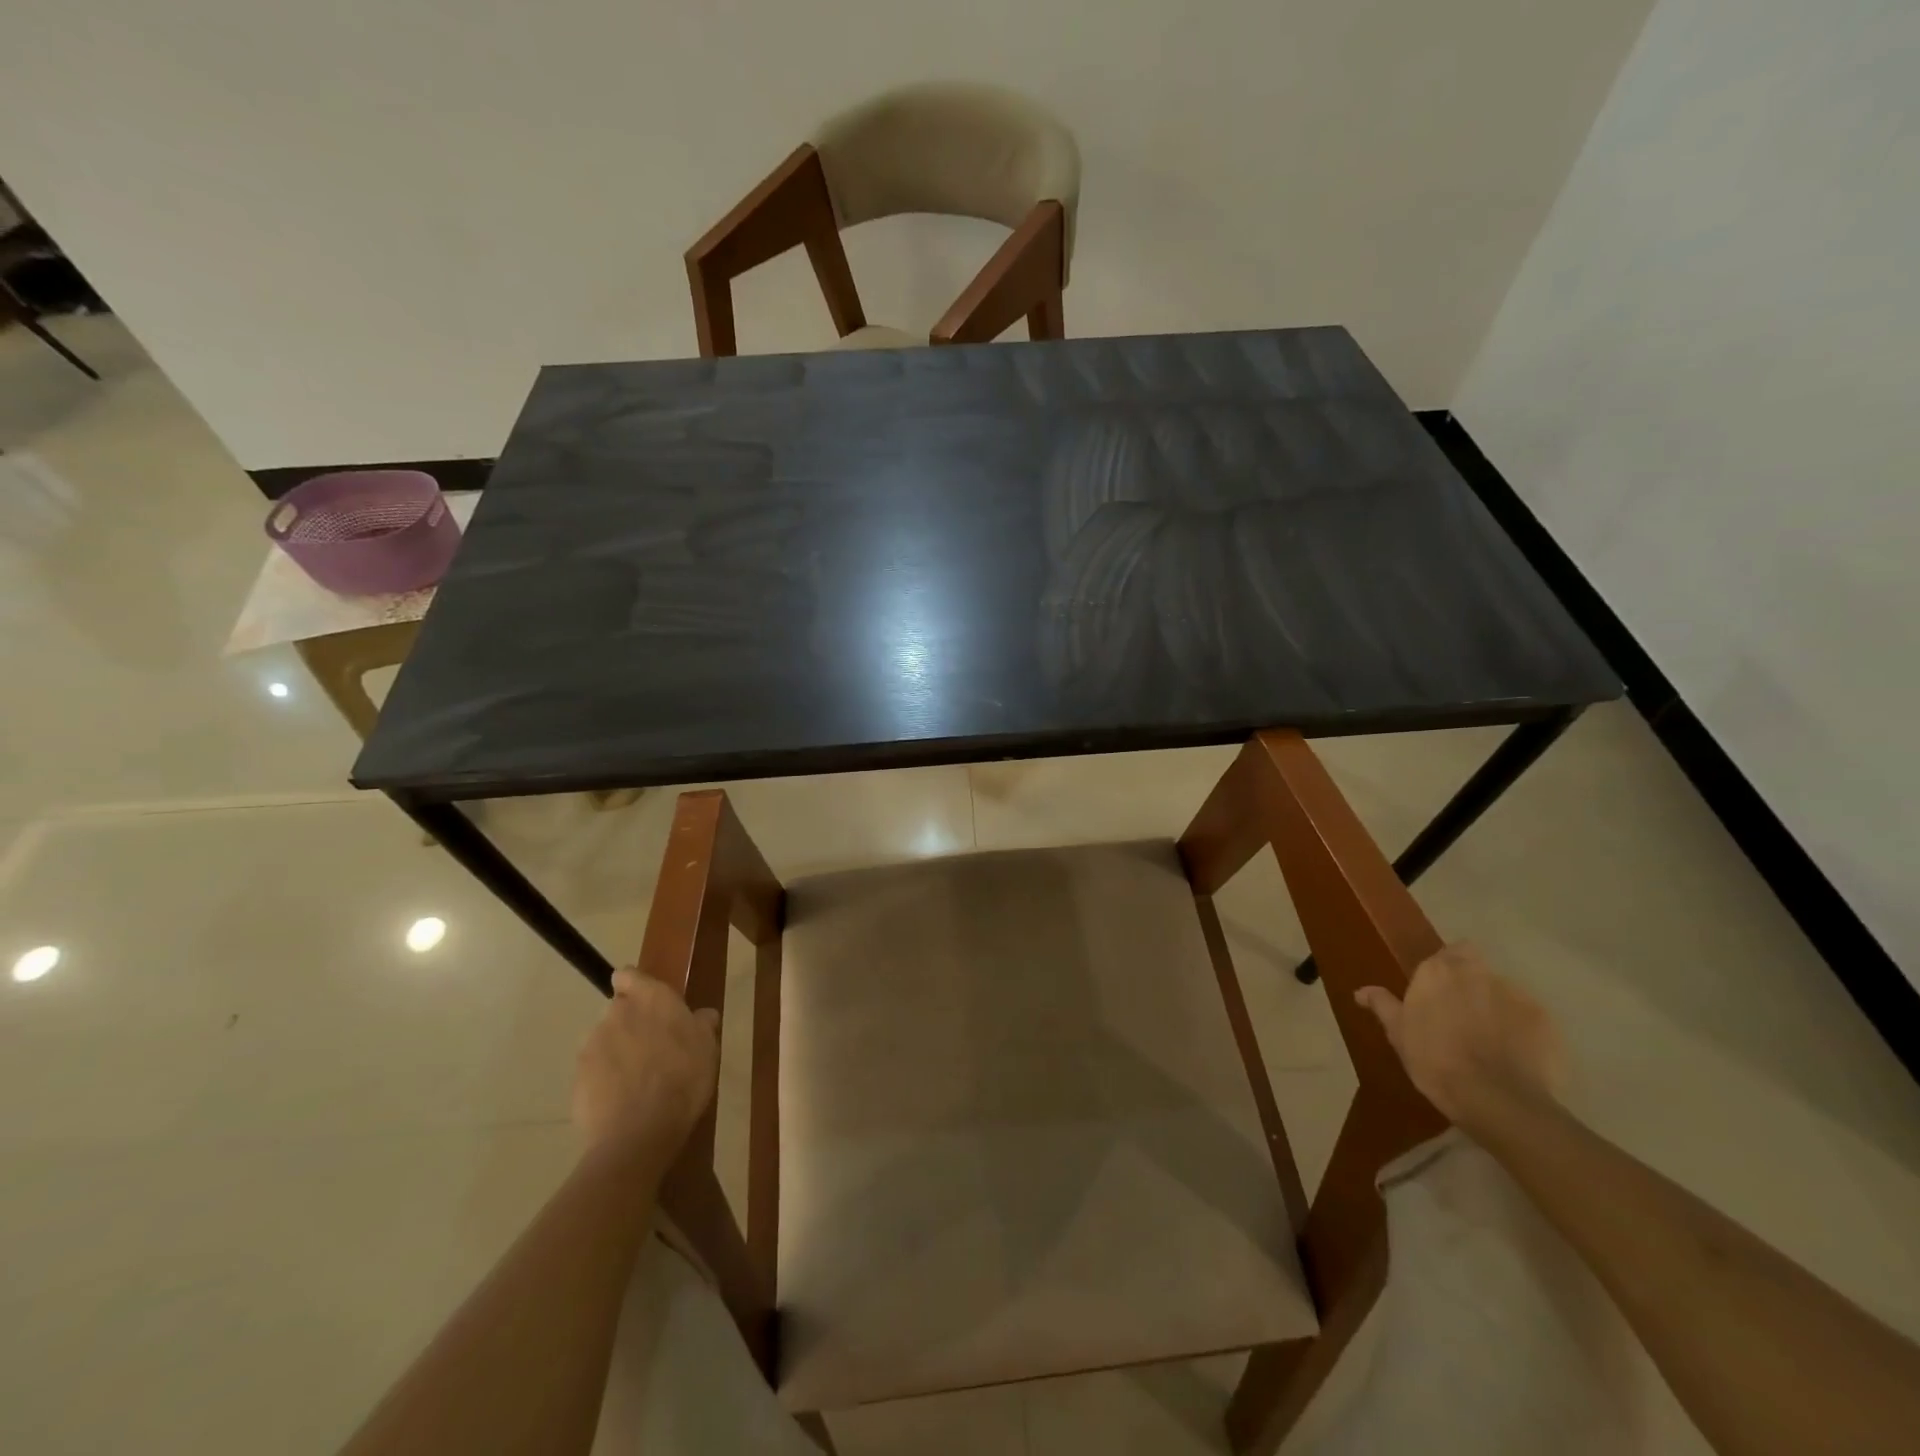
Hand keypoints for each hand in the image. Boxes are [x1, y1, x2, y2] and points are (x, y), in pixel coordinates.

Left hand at [573, 968, 720, 1171]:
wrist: (638, 1132)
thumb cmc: (683, 1079)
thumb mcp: (708, 1049)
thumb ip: (702, 1024)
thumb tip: (702, 1014)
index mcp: (652, 998)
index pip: (629, 975)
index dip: (634, 986)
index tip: (646, 1003)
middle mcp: (617, 1012)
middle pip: (618, 1009)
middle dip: (630, 1023)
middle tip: (651, 1049)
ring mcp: (592, 1044)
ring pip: (603, 1039)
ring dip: (615, 1050)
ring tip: (634, 1079)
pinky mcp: (576, 1075)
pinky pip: (593, 1069)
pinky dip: (603, 1078)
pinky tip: (620, 1099)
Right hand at [1355, 942, 1566, 1129]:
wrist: (1496, 1100)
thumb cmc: (1434, 1060)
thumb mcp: (1398, 1033)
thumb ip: (1382, 1004)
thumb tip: (1362, 991)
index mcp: (1438, 971)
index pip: (1449, 952)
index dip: (1445, 969)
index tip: (1438, 991)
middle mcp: (1478, 973)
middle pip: (1477, 966)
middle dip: (1471, 983)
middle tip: (1461, 1014)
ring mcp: (1517, 996)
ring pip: (1504, 992)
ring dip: (1497, 1006)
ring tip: (1491, 1039)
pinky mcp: (1547, 1022)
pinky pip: (1531, 1018)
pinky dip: (1523, 1030)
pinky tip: (1515, 1055)